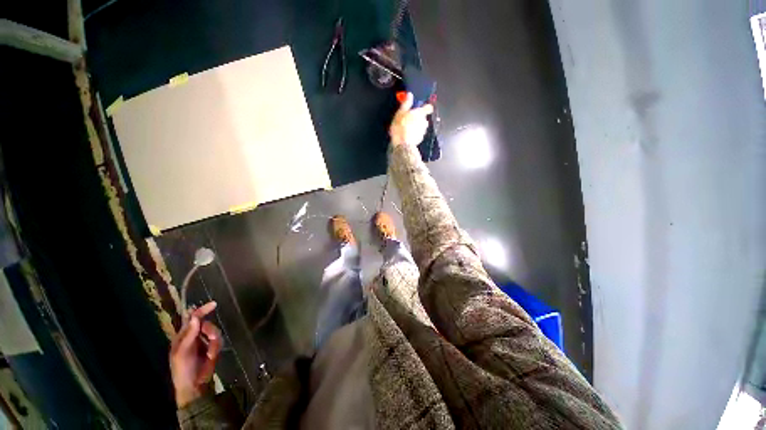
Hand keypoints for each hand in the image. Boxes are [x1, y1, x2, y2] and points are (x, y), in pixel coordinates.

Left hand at [169, 301, 221, 407]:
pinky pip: (219, 340)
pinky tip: (211, 356)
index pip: (192, 318)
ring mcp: (203, 342)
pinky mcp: (212, 347)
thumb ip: (190, 334)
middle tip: (210, 338)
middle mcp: (194, 336)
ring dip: (214, 341)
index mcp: (183, 336)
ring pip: (215, 331)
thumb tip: (196, 316)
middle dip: (210, 330)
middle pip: (206, 324)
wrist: (194, 386)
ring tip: (210, 352)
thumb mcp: (183, 352)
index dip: (201, 310)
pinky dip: (216, 347)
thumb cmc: (183, 369)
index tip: (214, 304)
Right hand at [389, 92, 433, 146]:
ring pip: (421, 126)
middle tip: (408, 119)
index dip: (425, 107)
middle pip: (424, 117)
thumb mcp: (400, 112)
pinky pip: (418, 134)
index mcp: (420, 113)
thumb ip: (406, 103)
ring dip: (416, 126)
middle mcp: (424, 121)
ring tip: (407, 128)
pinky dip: (414, 134)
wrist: (403, 144)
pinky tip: (407, 135)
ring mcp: (423, 131)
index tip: (420, 108)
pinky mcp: (420, 139)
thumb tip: (410, 95)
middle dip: (418, 118)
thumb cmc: (401, 127)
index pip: (428, 107)